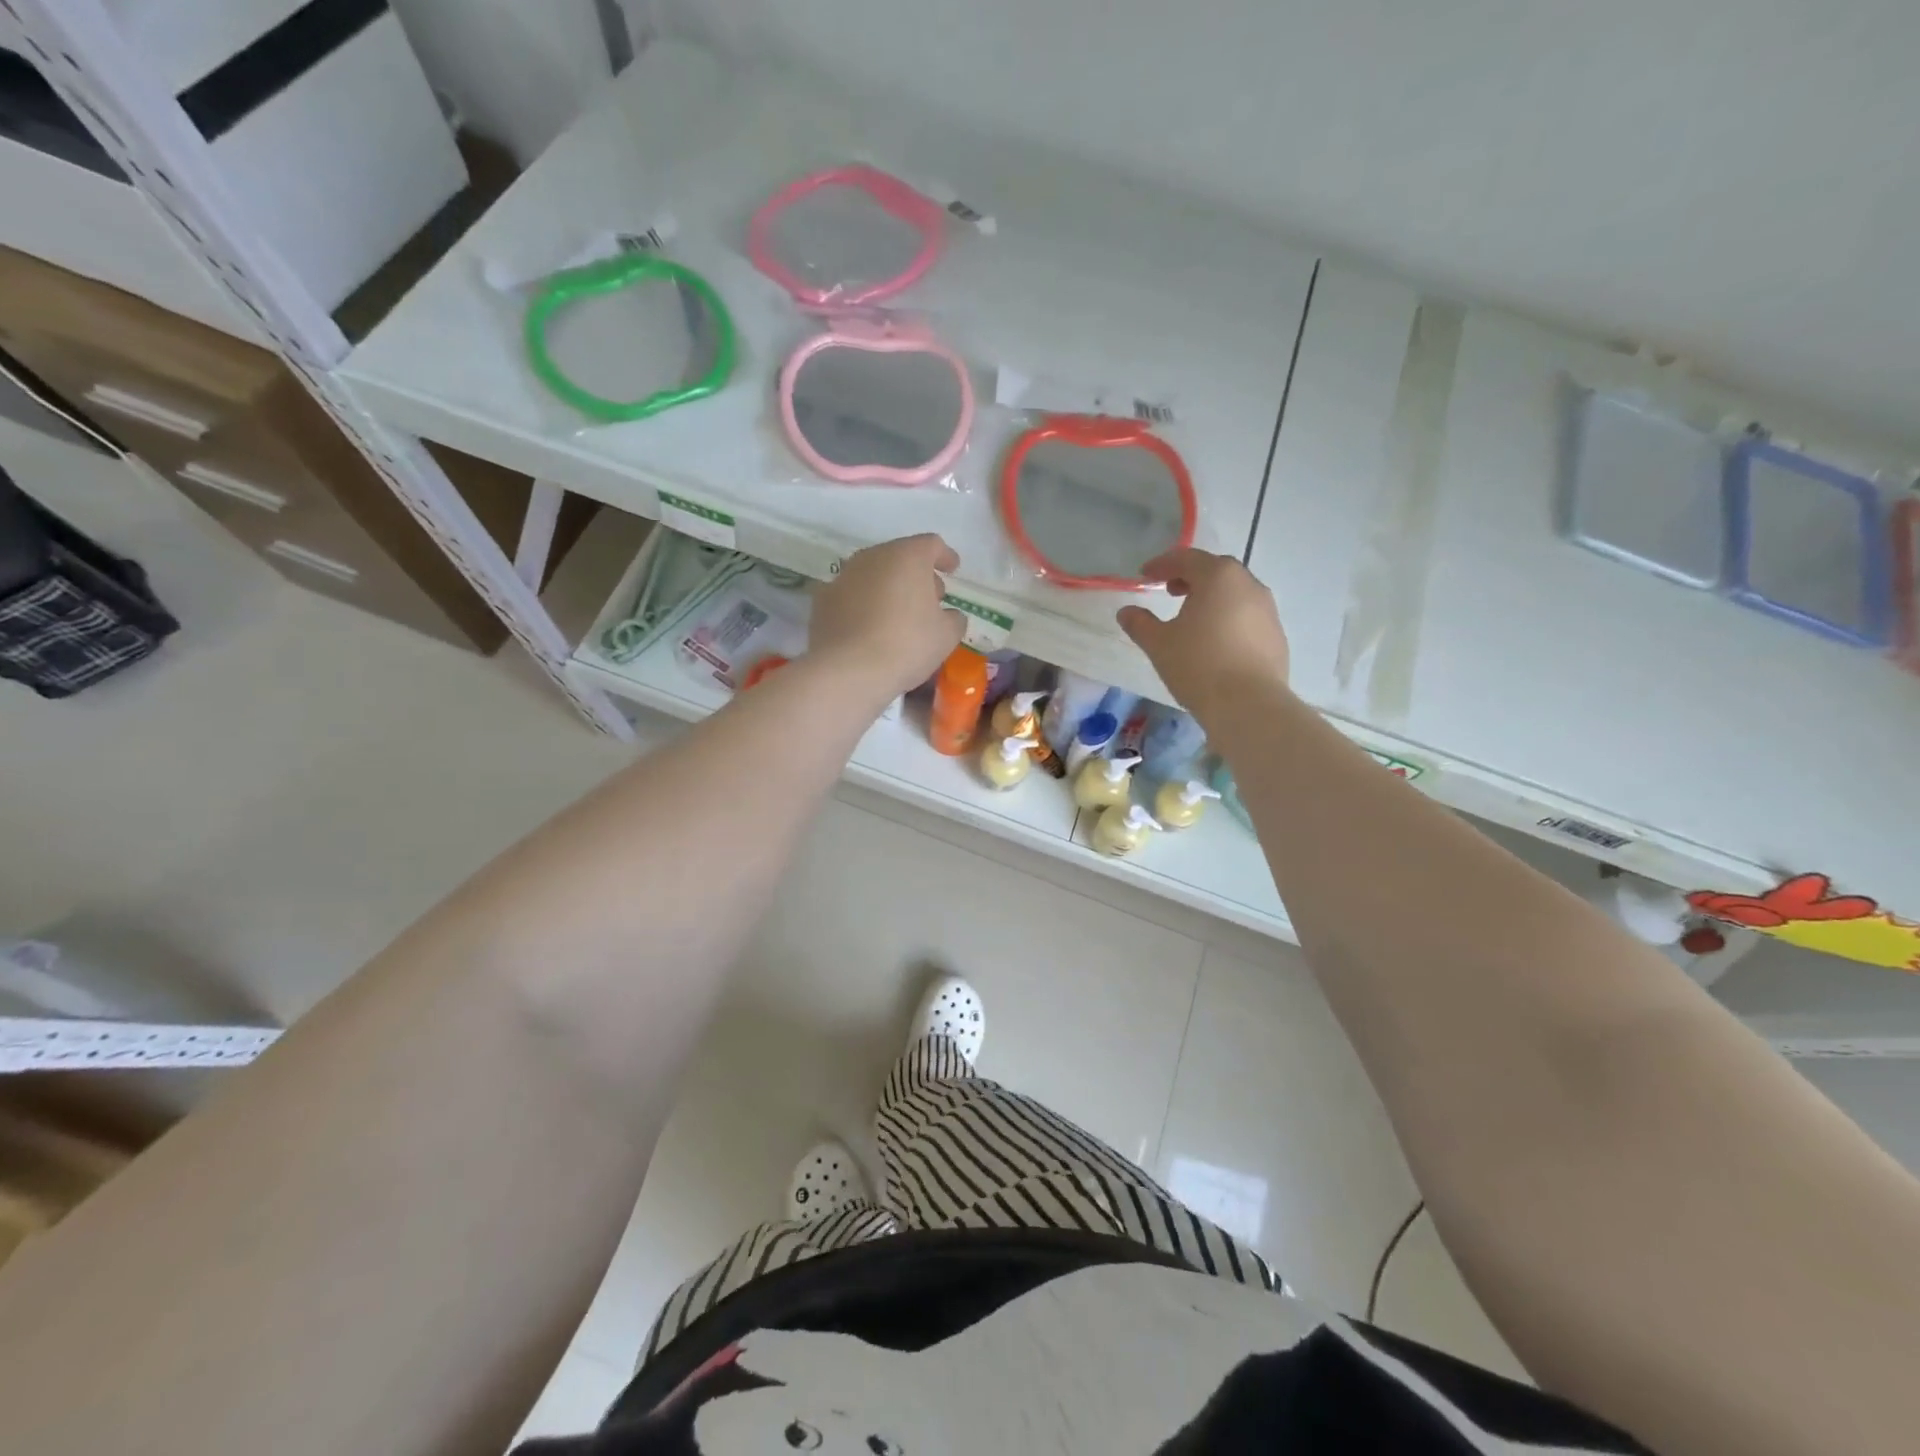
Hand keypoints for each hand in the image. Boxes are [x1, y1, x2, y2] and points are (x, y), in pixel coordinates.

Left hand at [809, 534, 964, 704]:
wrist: (848, 670)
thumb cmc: (907, 645)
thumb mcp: (946, 636)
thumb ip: (954, 618)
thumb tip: (949, 615)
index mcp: (907, 556)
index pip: (931, 545)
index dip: (945, 556)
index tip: (952, 569)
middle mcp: (872, 557)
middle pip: (900, 556)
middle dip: (916, 574)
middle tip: (929, 599)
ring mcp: (843, 576)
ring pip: (873, 574)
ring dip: (888, 587)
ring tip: (899, 614)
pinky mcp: (822, 599)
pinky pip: (851, 595)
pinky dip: (863, 603)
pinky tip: (869, 626)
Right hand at [1116, 548, 1289, 724]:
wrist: (1249, 705)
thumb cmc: (1198, 665)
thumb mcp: (1159, 644)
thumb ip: (1140, 623)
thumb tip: (1126, 612)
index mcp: (1219, 577)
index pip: (1187, 559)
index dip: (1162, 564)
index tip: (1144, 574)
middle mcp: (1249, 585)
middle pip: (1216, 571)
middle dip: (1191, 577)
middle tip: (1170, 591)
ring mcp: (1268, 611)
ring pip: (1235, 594)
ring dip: (1212, 598)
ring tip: (1193, 618)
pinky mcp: (1277, 636)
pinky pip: (1247, 617)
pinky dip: (1228, 619)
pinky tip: (1215, 642)